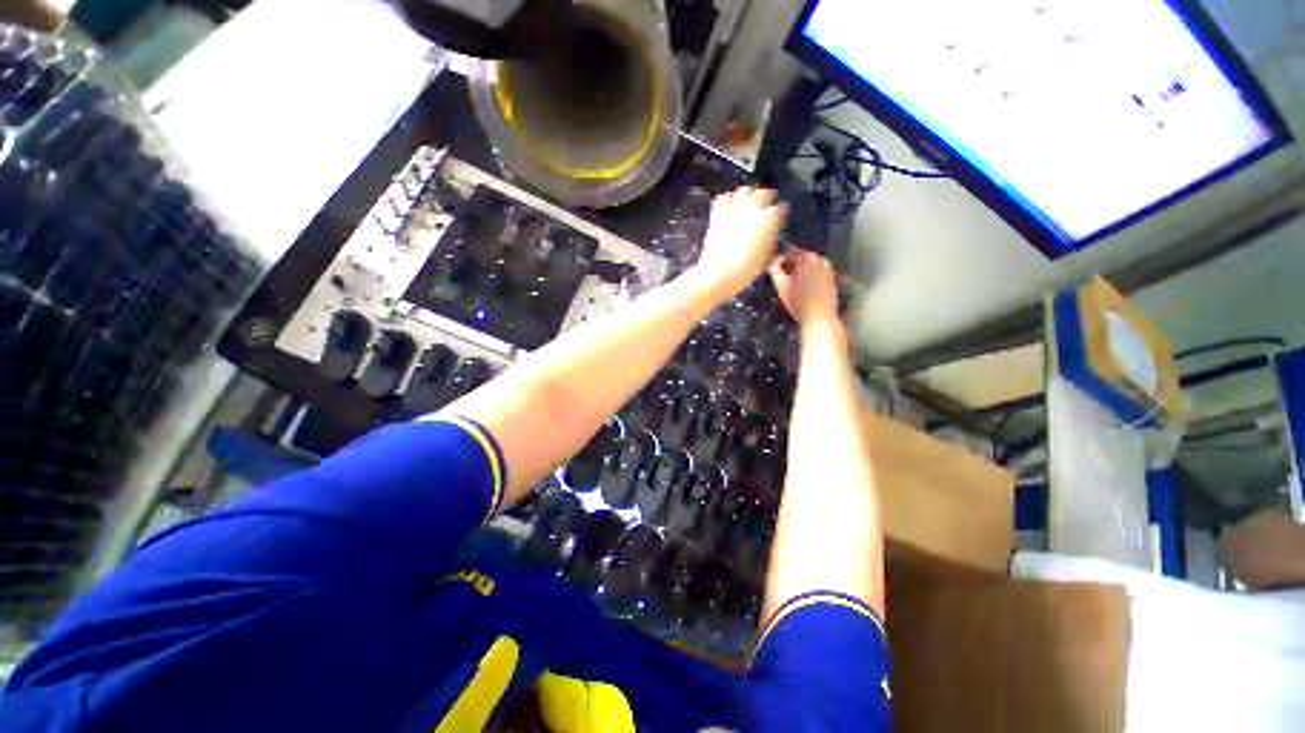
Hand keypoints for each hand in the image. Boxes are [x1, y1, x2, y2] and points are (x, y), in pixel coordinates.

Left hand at [689, 187, 786, 301]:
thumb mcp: (767, 258)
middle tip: (765, 206)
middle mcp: (752, 209)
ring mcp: (734, 209)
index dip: (780, 214)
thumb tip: (772, 235)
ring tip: (748, 203)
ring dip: (747, 195)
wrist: (719, 273)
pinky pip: (723, 198)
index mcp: (769, 219)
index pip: (780, 208)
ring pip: (743, 190)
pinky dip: (727, 199)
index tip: (779, 218)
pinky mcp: (717, 214)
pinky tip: (729, 206)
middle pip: (763, 192)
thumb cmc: (745, 270)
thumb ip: (771, 241)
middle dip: (766, 198)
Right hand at [769, 250, 839, 331]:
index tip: (775, 269)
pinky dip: (809, 280)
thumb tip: (773, 261)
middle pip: (802, 260)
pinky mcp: (832, 282)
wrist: (820, 318)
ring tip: (792, 286)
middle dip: (792, 267)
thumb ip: (774, 269)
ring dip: (800, 273)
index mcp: (810, 258)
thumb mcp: (781, 285)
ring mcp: (829, 271)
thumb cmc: (799, 302)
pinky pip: (817, 276)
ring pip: (810, 268)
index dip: (781, 260)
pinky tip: (803, 292)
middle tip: (783, 278)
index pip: (792, 253)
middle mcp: (823, 261)